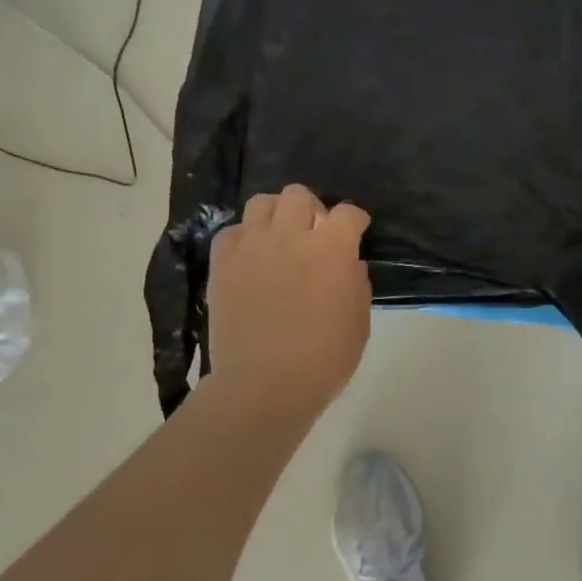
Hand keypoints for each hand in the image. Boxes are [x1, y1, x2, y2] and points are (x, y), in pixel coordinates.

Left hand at [207, 184, 371, 420]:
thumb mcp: (359, 324)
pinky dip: (244, 238)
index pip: (348, 213)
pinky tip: (251, 258)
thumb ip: (356, 285)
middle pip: (299, 195)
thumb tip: (348, 265)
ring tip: (279, 239)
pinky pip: (232, 231)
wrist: (264, 385)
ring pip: (262, 202)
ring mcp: (252, 247)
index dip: (355, 220)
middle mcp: (290, 237)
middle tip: (314, 235)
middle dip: (312, 209)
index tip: (356, 232)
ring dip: (276, 215)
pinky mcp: (223, 263)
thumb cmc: (323, 360)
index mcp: (331, 251)